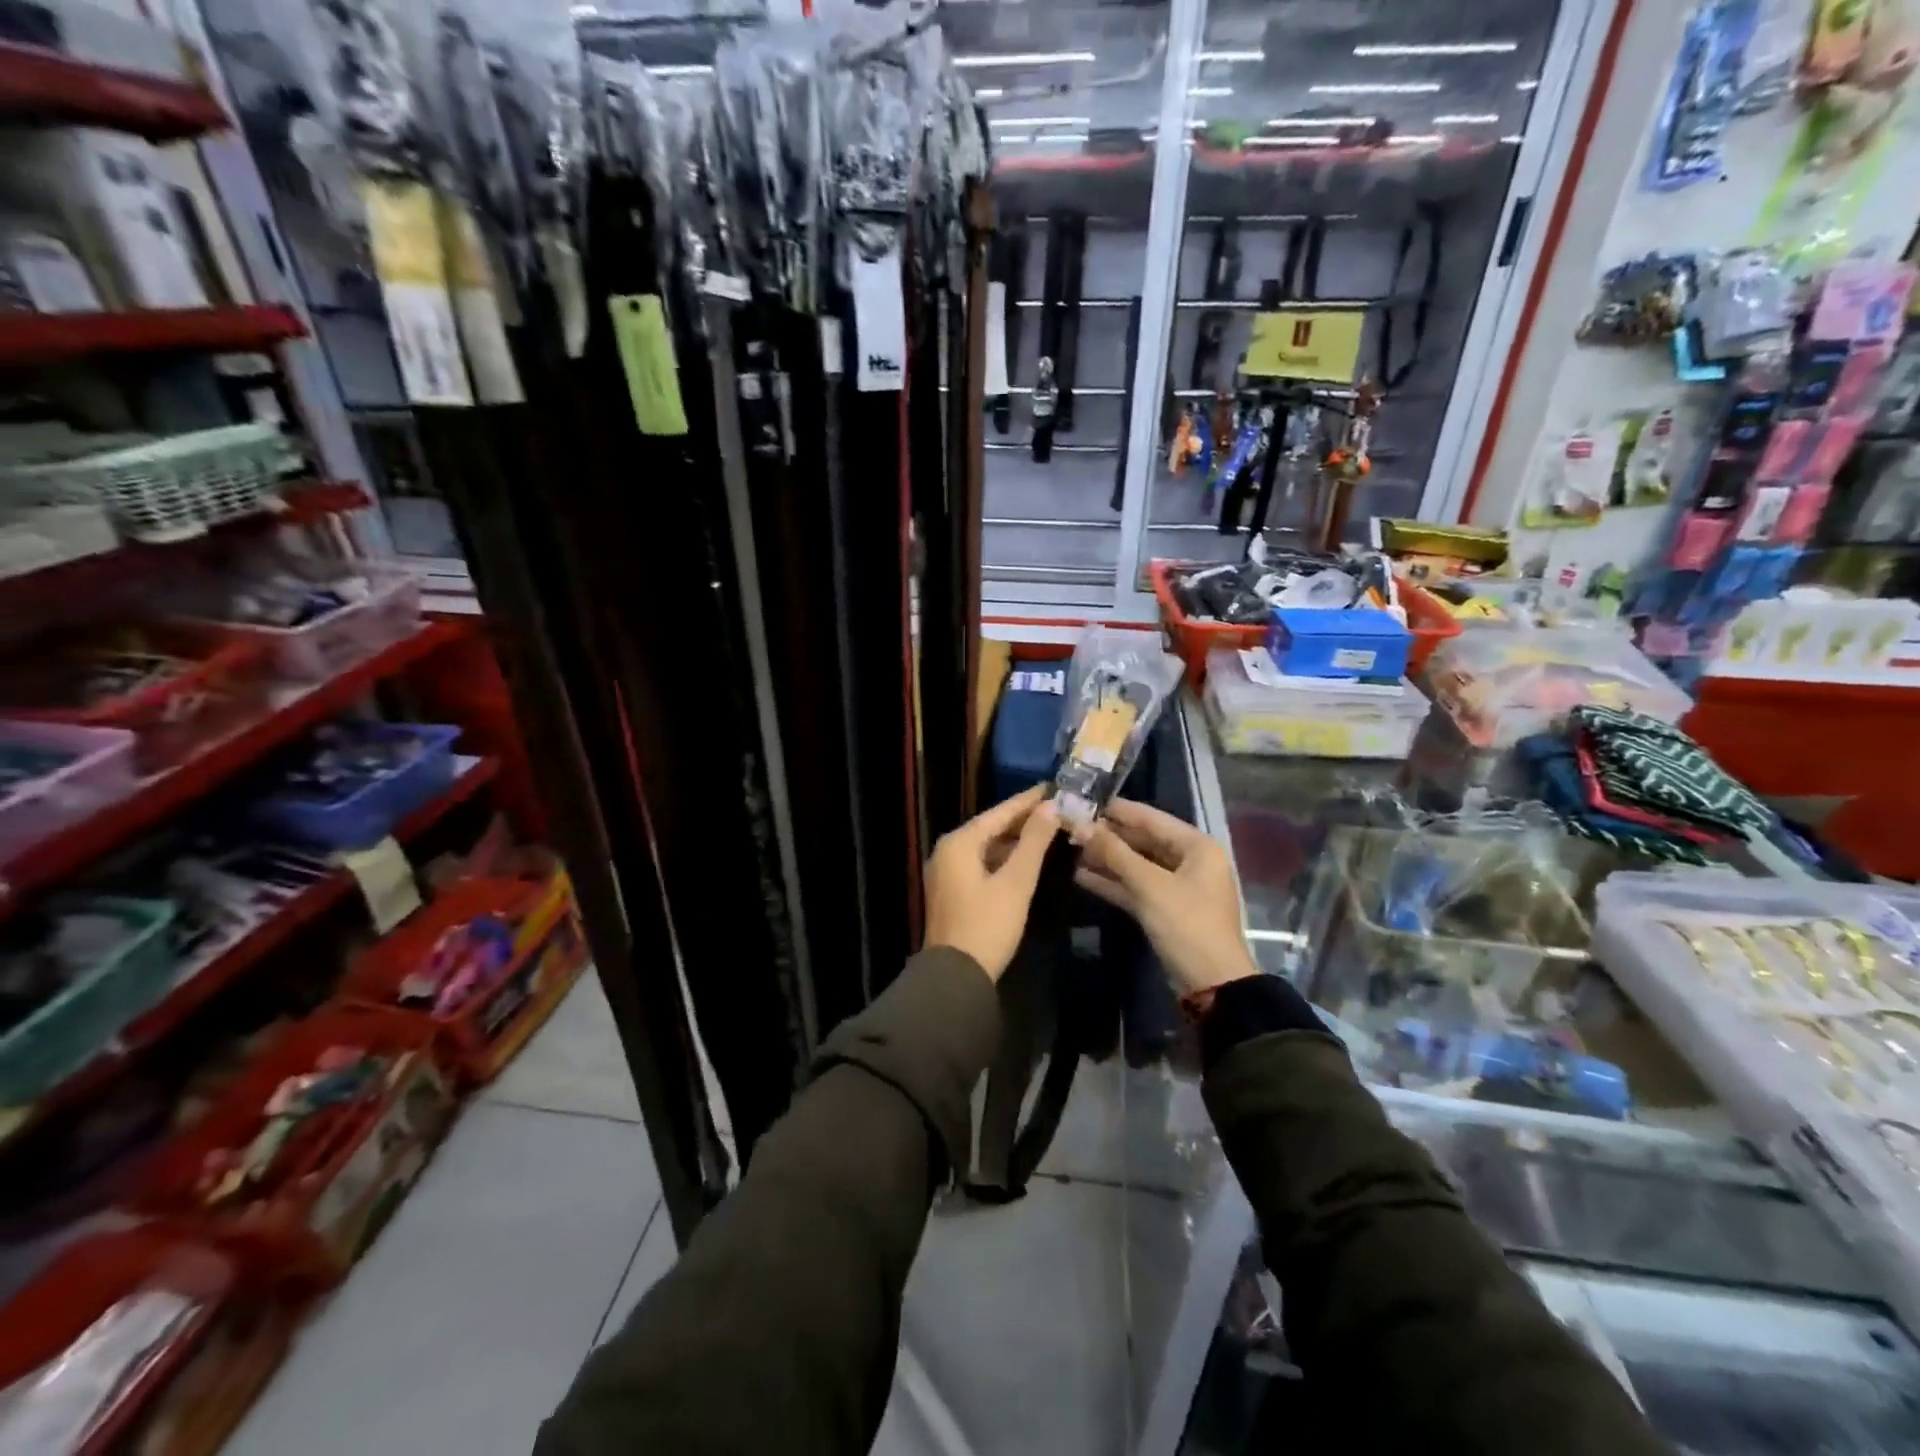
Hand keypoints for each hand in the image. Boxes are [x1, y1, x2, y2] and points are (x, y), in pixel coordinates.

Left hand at [923, 785, 1060, 981]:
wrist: (955, 976)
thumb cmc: (987, 924)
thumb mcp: (1016, 881)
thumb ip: (1033, 841)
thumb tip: (1050, 807)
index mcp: (959, 843)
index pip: (999, 812)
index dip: (1028, 800)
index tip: (1053, 787)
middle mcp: (947, 851)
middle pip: (991, 827)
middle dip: (1023, 820)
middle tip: (1056, 808)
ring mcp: (946, 872)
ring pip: (986, 847)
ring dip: (1014, 840)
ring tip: (1047, 830)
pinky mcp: (952, 891)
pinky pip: (980, 863)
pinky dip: (1003, 859)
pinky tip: (1025, 860)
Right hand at [1072, 799, 1258, 997]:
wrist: (1212, 984)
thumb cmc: (1187, 924)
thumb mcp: (1150, 886)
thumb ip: (1114, 853)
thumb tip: (1080, 825)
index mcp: (1196, 846)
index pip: (1151, 818)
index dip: (1117, 810)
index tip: (1084, 799)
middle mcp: (1189, 860)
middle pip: (1143, 840)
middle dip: (1108, 835)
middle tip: (1071, 825)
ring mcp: (1177, 886)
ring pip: (1136, 865)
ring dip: (1106, 859)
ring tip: (1069, 848)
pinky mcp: (1164, 909)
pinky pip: (1135, 887)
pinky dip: (1112, 882)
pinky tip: (1080, 876)